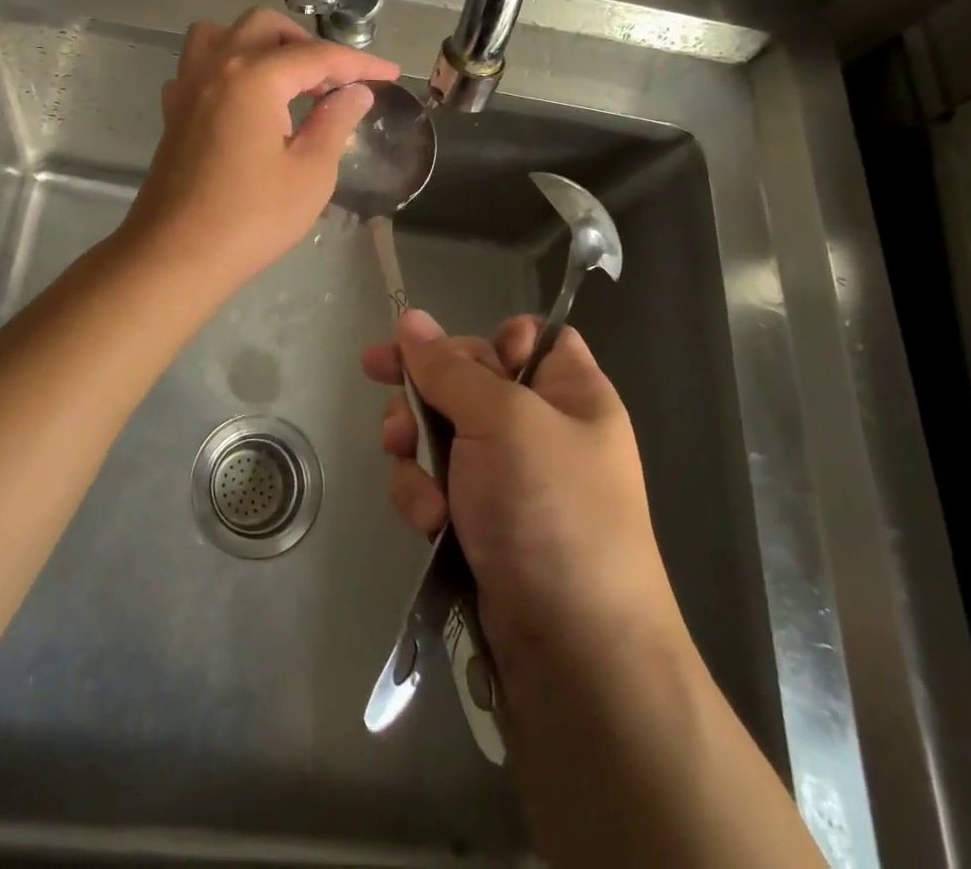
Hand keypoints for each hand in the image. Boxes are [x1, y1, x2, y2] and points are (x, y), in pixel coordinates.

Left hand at [124, 7, 399, 286]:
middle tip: (333, 82)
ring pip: (221, 34)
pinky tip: (244, 101)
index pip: (317, 56)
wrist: (176, 255)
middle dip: (306, 45)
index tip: (390, 74)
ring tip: (284, 79)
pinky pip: (198, 66)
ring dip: (258, 44)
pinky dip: (226, 67)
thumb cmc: (252, 218)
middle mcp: (216, 67)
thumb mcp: (310, 172)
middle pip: (264, 28)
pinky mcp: (173, 112)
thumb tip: (355, 92)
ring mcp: (187, 87)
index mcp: (254, 77)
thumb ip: (335, 122)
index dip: (359, 64)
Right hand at [362, 310, 679, 669]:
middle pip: (465, 381)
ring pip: (438, 432)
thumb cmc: (552, 512)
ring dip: (416, 456)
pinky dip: (423, 497)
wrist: (574, 653)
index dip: (486, 339)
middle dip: (424, 400)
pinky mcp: (478, 519)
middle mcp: (539, 427)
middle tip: (396, 418)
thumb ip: (449, 368)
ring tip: (422, 490)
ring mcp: (507, 476)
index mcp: (569, 391)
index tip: (444, 354)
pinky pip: (434, 481)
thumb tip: (409, 318)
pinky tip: (428, 523)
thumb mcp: (503, 421)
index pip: (527, 337)